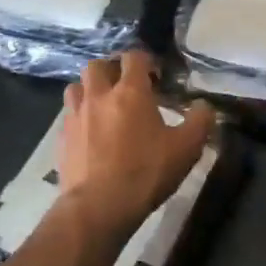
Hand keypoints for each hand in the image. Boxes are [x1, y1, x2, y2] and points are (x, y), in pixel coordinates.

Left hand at [60, 51, 214, 233]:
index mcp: (130, 92)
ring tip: (103, 105)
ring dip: (90, 90)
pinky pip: (68, 116)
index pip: (134, 57)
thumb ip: (200, 122)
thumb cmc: (145, 173)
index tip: (155, 75)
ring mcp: (76, 116)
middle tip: (125, 86)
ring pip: (76, 87)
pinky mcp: (61, 138)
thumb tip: (204, 106)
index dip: (145, 61)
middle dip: (112, 70)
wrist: (98, 207)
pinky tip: (90, 134)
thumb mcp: (186, 149)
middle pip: (97, 66)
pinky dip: (79, 117)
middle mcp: (99, 96)